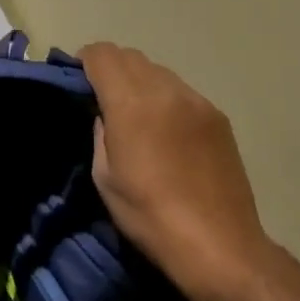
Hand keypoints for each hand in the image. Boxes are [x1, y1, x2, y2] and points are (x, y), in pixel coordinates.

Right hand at [80, 43, 268, 299]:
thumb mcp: (105, 178)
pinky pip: (183, 92)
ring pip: (159, 71)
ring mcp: (197, 100)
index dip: (85, 61)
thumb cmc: (150, 216)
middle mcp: (166, 90)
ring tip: (138, 116)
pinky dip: (167, 99)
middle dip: (112, 68)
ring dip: (141, 82)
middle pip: (131, 56)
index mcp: (132, 103)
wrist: (219, 245)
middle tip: (104, 99)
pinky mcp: (218, 116)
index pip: (102, 54)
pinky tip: (169, 132)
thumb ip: (100, 133)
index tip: (80, 81)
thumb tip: (105, 115)